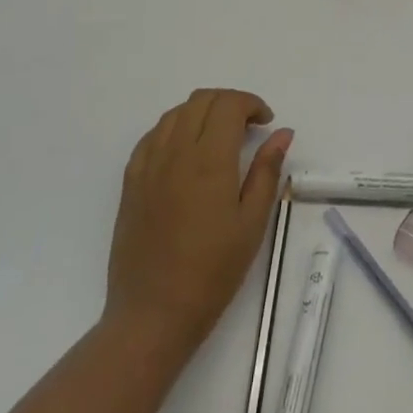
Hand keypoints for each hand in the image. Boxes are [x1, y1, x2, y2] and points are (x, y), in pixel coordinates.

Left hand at [104, 89, 291, 363]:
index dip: (251, 104)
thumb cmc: (213, 271)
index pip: (228, 105)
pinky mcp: (130, 182)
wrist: (154, 312)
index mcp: (209, 160)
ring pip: (174, 113)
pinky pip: (152, 136)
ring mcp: (147, 165)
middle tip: (249, 128)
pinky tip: (187, 153)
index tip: (266, 123)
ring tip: (220, 138)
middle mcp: (175, 153)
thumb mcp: (252, 222)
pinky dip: (175, 129)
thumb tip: (282, 133)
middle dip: (230, 102)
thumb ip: (266, 170)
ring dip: (202, 112)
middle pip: (201, 100)